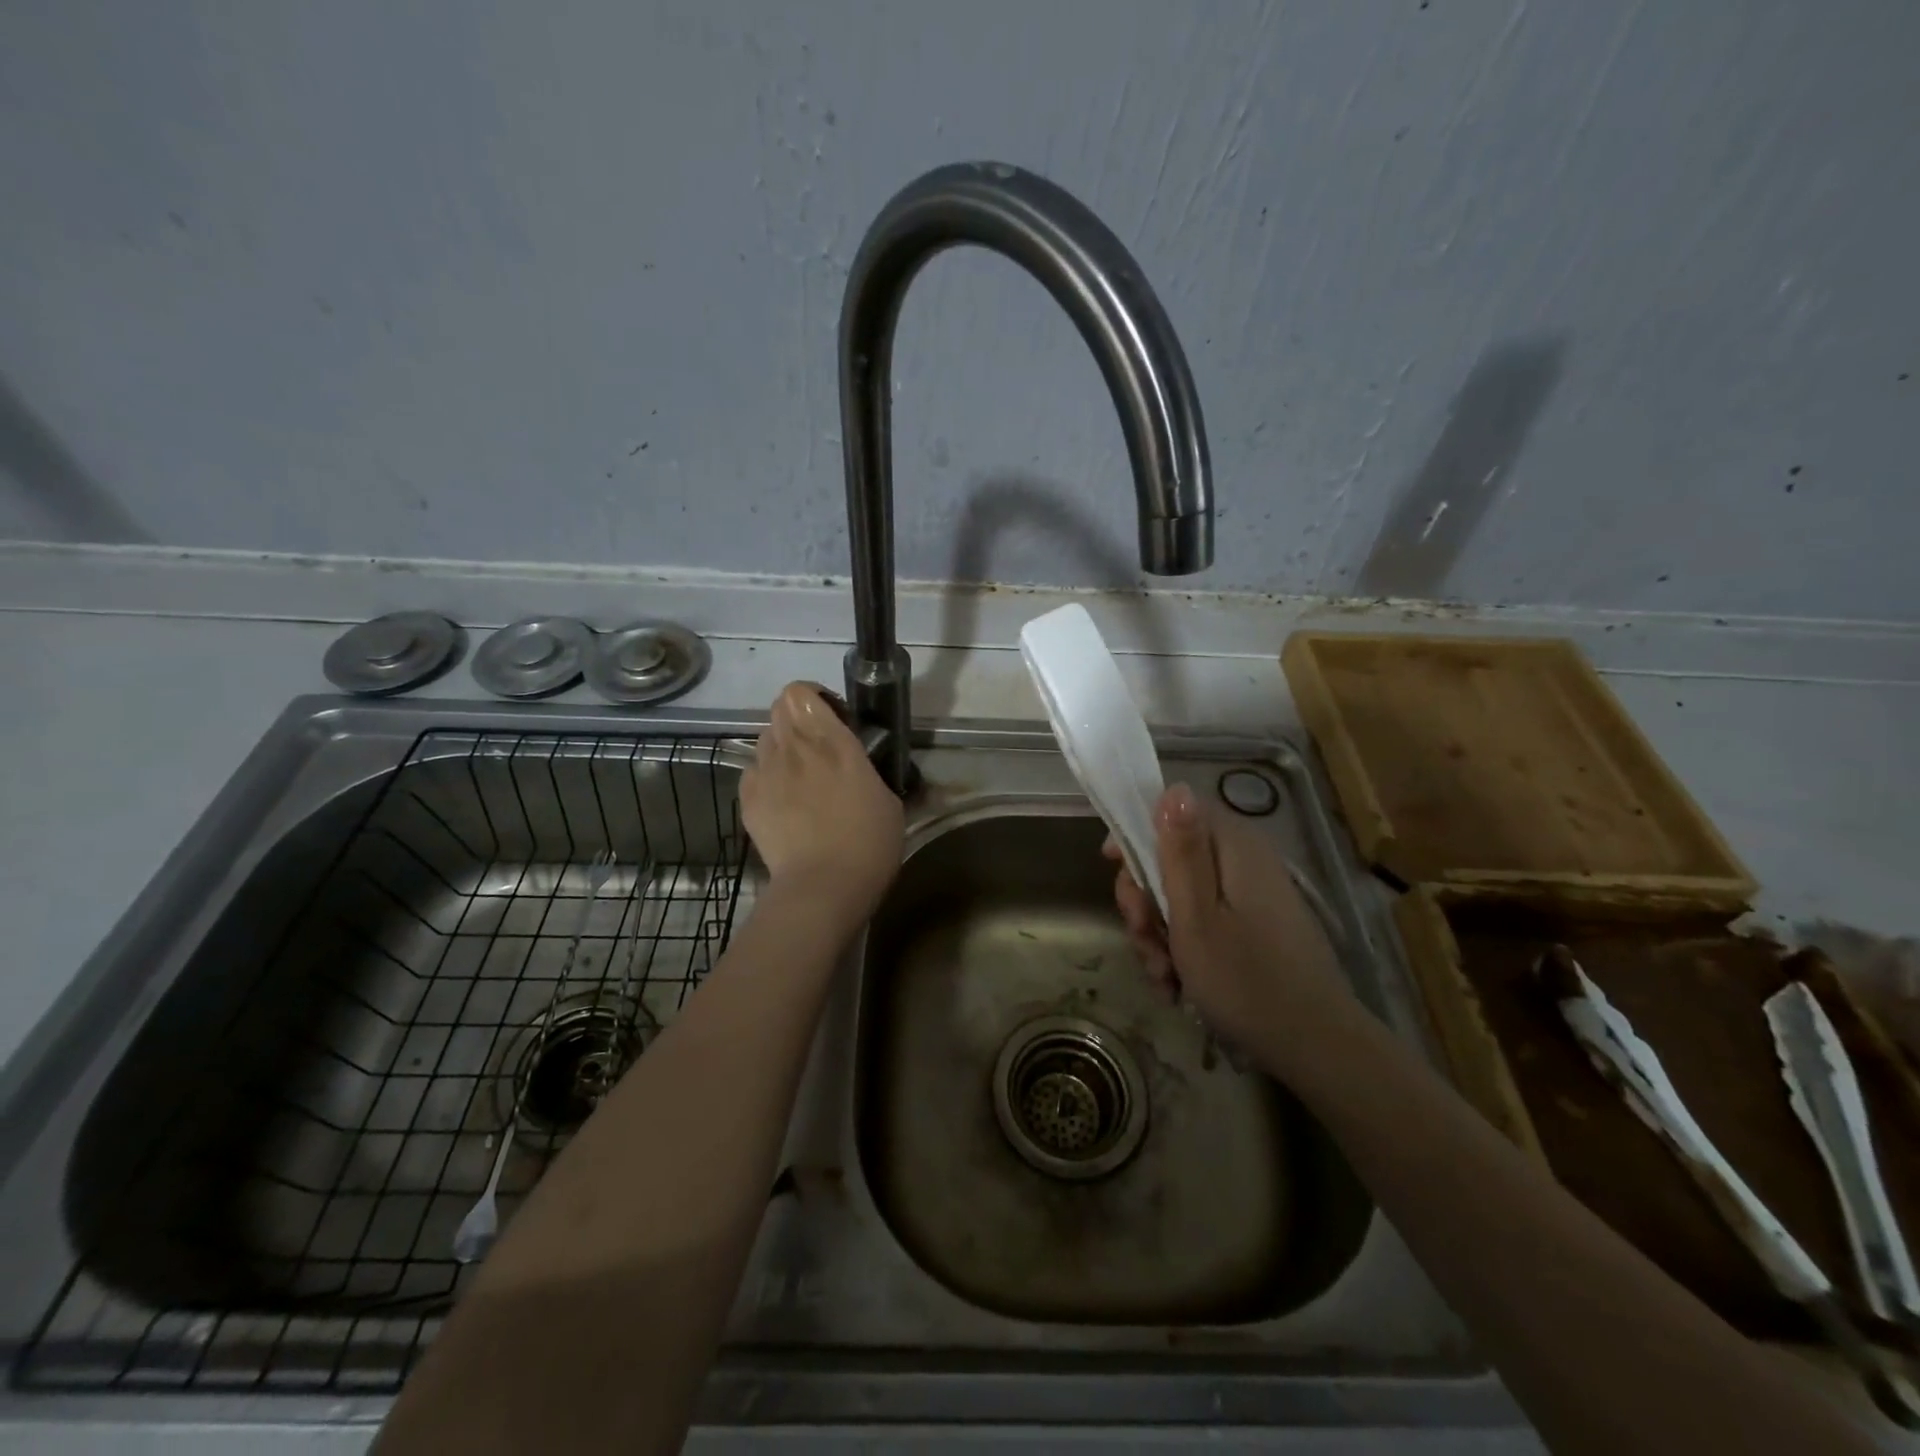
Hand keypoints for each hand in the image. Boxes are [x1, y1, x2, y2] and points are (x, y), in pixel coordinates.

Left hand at [742, 682, 904, 921]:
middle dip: (796, 718)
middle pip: (778, 708)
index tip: (833, 716)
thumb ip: (867, 770)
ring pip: (765, 739)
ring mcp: (765, 773)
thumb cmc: (868, 843)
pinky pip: (753, 771)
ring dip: (781, 747)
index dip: (813, 698)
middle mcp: (793, 748)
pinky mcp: (748, 800)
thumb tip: (861, 768)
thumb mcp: (888, 799)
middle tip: (818, 745)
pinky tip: (783, 801)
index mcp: (832, 741)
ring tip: (799, 776)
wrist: (823, 886)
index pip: (801, 693)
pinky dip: (766, 777)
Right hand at [1107, 783, 1351, 1067]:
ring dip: (1159, 933)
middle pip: (1172, 856)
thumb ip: (1180, 852)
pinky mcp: (1254, 924)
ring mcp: (1251, 894)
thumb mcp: (1195, 917)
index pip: (1173, 811)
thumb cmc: (1245, 980)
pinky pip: (1203, 920)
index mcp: (1234, 847)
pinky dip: (1183, 948)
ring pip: (1181, 894)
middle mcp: (1244, 860)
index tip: (1112, 869)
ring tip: (1163, 976)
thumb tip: (1174, 787)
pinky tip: (1177, 985)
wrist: (1316, 1048)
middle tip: (1142, 937)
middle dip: (1145, 899)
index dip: (1136, 834)